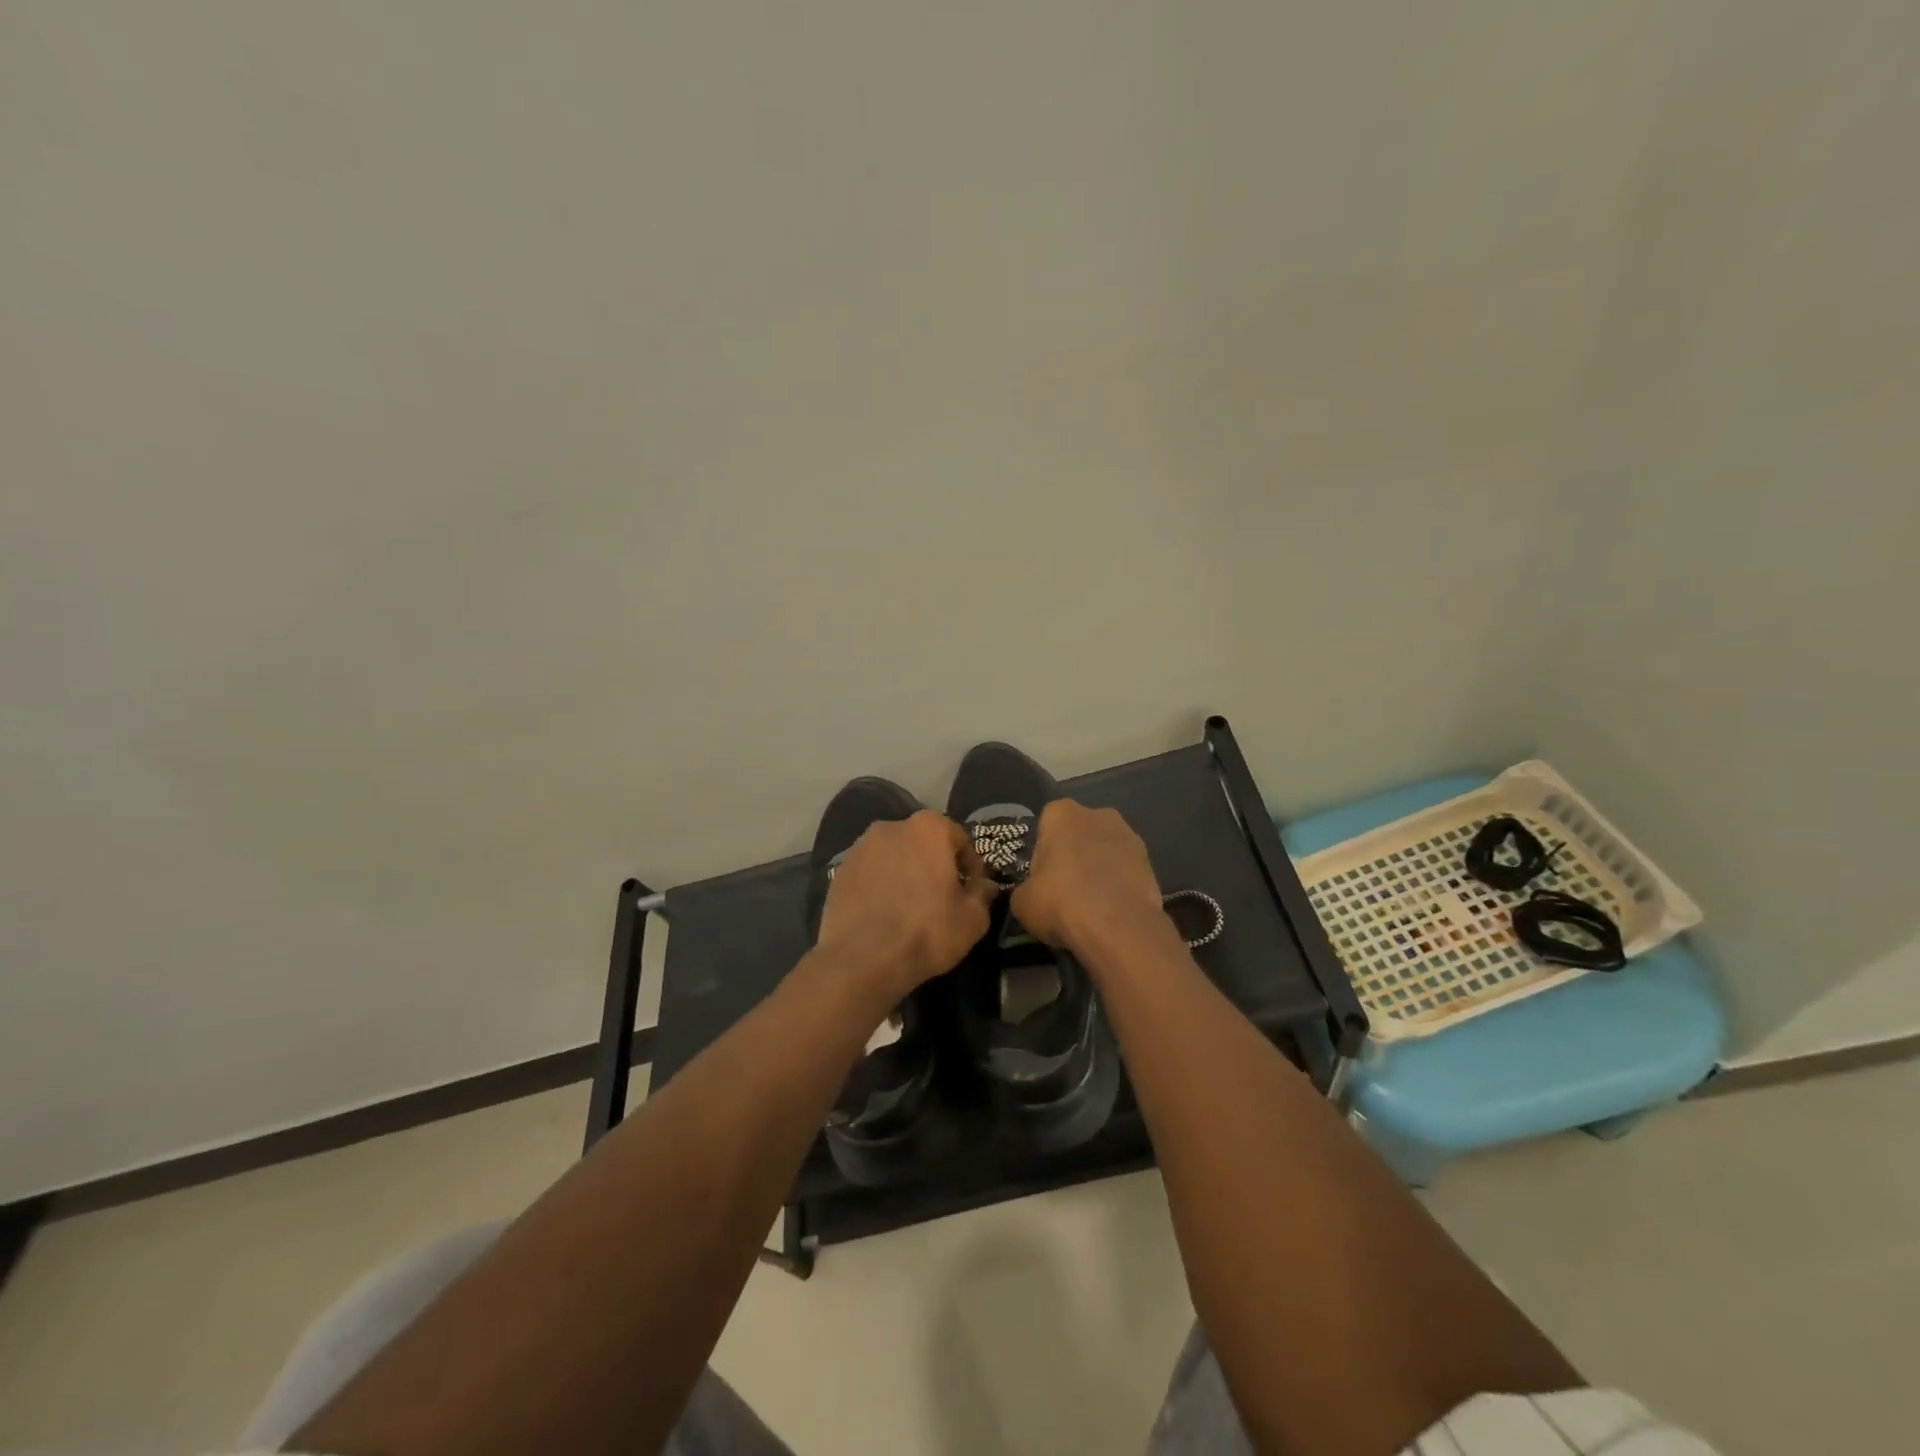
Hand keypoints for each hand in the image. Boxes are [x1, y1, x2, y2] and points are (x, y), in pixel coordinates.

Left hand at [816, 811, 997, 997]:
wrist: (863, 960)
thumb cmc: (927, 931)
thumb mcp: (973, 918)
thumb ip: (983, 894)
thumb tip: (985, 885)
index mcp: (928, 828)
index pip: (958, 839)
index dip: (969, 866)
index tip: (971, 891)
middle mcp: (891, 827)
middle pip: (922, 843)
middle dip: (933, 865)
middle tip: (941, 898)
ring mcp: (860, 848)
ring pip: (893, 857)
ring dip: (904, 874)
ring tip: (909, 908)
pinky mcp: (838, 872)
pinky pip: (869, 874)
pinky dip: (879, 887)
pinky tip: (883, 915)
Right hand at [1010, 800, 1169, 958]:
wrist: (1118, 926)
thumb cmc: (1061, 902)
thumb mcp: (1022, 902)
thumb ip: (1026, 889)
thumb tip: (1032, 894)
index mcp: (1062, 813)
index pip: (1046, 824)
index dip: (1042, 853)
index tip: (1041, 878)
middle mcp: (1098, 814)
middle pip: (1078, 834)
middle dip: (1073, 856)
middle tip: (1064, 891)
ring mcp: (1129, 836)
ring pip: (1104, 852)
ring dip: (1098, 871)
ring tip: (1091, 906)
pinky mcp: (1151, 863)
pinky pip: (1125, 872)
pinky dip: (1118, 886)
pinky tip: (1111, 912)